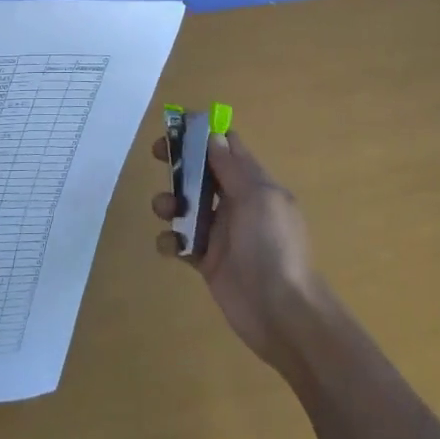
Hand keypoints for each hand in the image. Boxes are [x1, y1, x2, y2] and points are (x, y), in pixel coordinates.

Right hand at [153, 130, 324, 369]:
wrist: (281, 312)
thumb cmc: (273, 247)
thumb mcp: (257, 197)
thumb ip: (232, 167)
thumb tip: (214, 135)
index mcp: (254, 184)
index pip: (229, 148)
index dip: (205, 134)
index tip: (177, 126)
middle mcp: (237, 203)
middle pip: (203, 172)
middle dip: (180, 163)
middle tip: (157, 156)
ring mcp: (221, 233)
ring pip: (187, 206)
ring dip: (170, 201)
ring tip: (166, 210)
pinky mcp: (207, 261)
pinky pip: (181, 242)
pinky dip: (170, 241)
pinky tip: (172, 248)